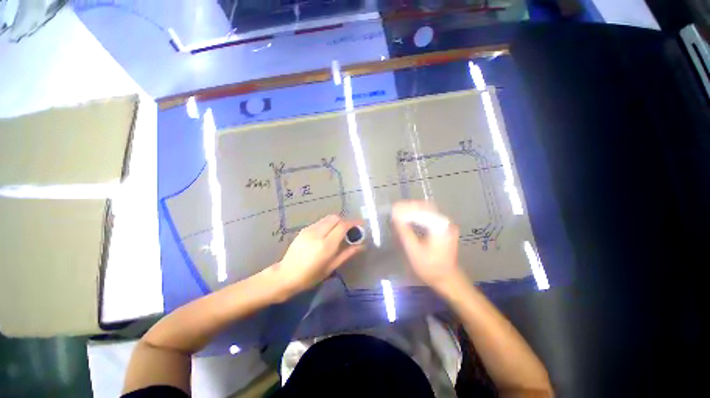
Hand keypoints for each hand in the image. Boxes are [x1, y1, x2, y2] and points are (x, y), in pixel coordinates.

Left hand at [272, 214, 364, 297]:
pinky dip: (326, 225)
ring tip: (338, 234)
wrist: (287, 275)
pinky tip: (326, 236)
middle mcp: (317, 233)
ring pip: (326, 219)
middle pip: (335, 218)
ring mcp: (308, 230)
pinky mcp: (302, 231)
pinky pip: (319, 223)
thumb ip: (347, 254)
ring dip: (335, 223)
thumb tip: (361, 246)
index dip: (354, 224)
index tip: (361, 227)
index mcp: (326, 245)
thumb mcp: (331, 267)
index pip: (343, 226)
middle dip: (344, 222)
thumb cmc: (311, 276)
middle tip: (350, 232)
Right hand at [392, 201, 462, 290]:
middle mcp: (446, 222)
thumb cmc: (430, 267)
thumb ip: (405, 232)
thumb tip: (396, 217)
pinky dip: (422, 218)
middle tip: (396, 210)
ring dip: (416, 212)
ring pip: (430, 213)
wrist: (447, 279)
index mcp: (439, 225)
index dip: (406, 208)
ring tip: (401, 214)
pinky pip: (433, 219)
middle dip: (410, 208)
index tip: (393, 208)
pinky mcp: (447, 231)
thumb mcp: (414, 251)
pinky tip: (412, 221)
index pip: (421, 210)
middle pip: (426, 208)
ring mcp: (448, 226)